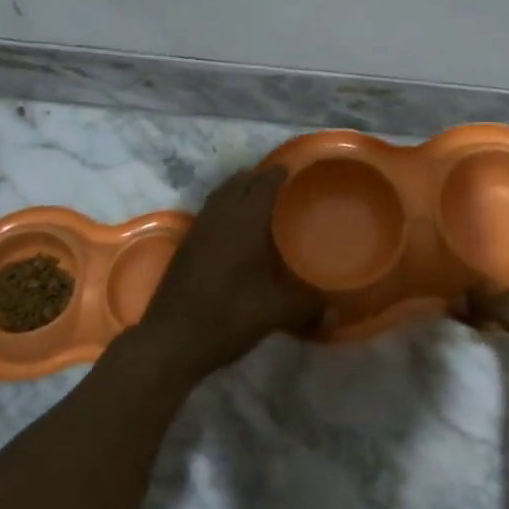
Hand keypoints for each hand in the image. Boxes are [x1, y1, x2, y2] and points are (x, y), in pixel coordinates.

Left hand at [134, 166, 322, 381]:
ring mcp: (199, 229)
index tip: (295, 169)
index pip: (264, 183)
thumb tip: (337, 315)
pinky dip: (224, 207)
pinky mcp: (186, 245)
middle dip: (259, 178)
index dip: (279, 173)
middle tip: (282, 184)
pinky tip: (234, 228)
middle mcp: (220, 216)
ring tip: (258, 198)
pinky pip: (210, 211)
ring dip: (239, 190)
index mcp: (245, 221)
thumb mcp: (275, 313)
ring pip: (221, 195)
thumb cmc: (227, 315)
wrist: (170, 339)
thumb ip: (308, 308)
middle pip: (240, 182)